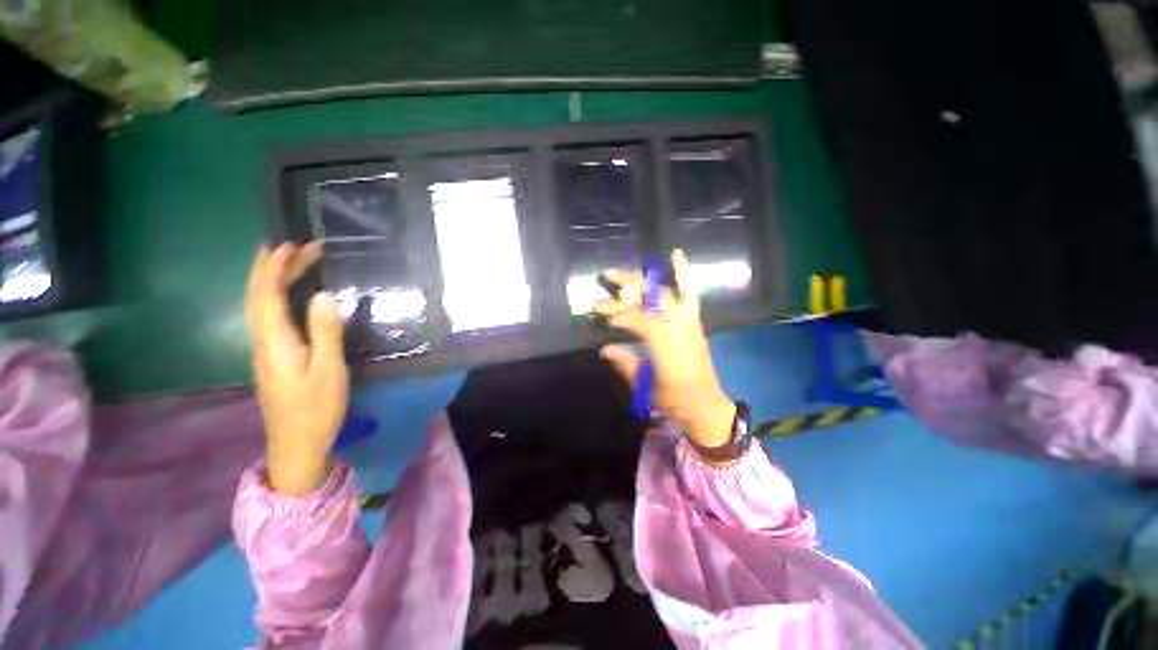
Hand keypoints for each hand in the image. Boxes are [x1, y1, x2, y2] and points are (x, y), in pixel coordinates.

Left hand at [245, 242, 348, 494]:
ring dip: (272, 281)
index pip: (267, 295)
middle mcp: (263, 342)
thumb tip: (325, 295)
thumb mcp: (329, 370)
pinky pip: (269, 318)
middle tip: (296, 248)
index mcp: (275, 342)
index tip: (291, 245)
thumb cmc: (316, 408)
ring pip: (261, 307)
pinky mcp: (274, 359)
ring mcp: (266, 352)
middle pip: (259, 297)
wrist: (297, 445)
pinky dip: (276, 298)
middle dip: (272, 269)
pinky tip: (290, 297)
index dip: (275, 268)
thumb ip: (326, 332)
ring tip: (290, 263)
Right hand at [595, 250, 736, 454]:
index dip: (622, 313)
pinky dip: (683, 273)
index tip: (603, 314)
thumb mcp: (646, 388)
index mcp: (668, 348)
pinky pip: (689, 293)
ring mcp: (690, 322)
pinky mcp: (694, 321)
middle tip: (606, 278)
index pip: (642, 320)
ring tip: (621, 271)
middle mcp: (681, 329)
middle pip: (653, 299)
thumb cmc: (674, 401)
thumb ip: (625, 363)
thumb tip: (604, 348)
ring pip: (666, 292)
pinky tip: (676, 254)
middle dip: (629, 287)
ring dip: (643, 279)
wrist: (706, 407)